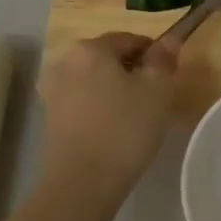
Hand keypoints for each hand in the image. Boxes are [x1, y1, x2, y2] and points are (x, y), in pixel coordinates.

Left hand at [37, 32, 178, 199]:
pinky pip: (83, 101)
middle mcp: (65, 61)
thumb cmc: (125, 129)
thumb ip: (163, 60)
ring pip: (95, 80)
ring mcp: (53, 89)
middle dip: (132, 73)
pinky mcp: (50, 116)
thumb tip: (170, 39)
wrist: (82, 182)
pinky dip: (99, 108)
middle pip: (109, 58)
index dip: (154, 56)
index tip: (167, 80)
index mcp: (91, 48)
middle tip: (153, 101)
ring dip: (115, 91)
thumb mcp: (157, 91)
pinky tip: (113, 131)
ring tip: (134, 118)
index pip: (131, 40)